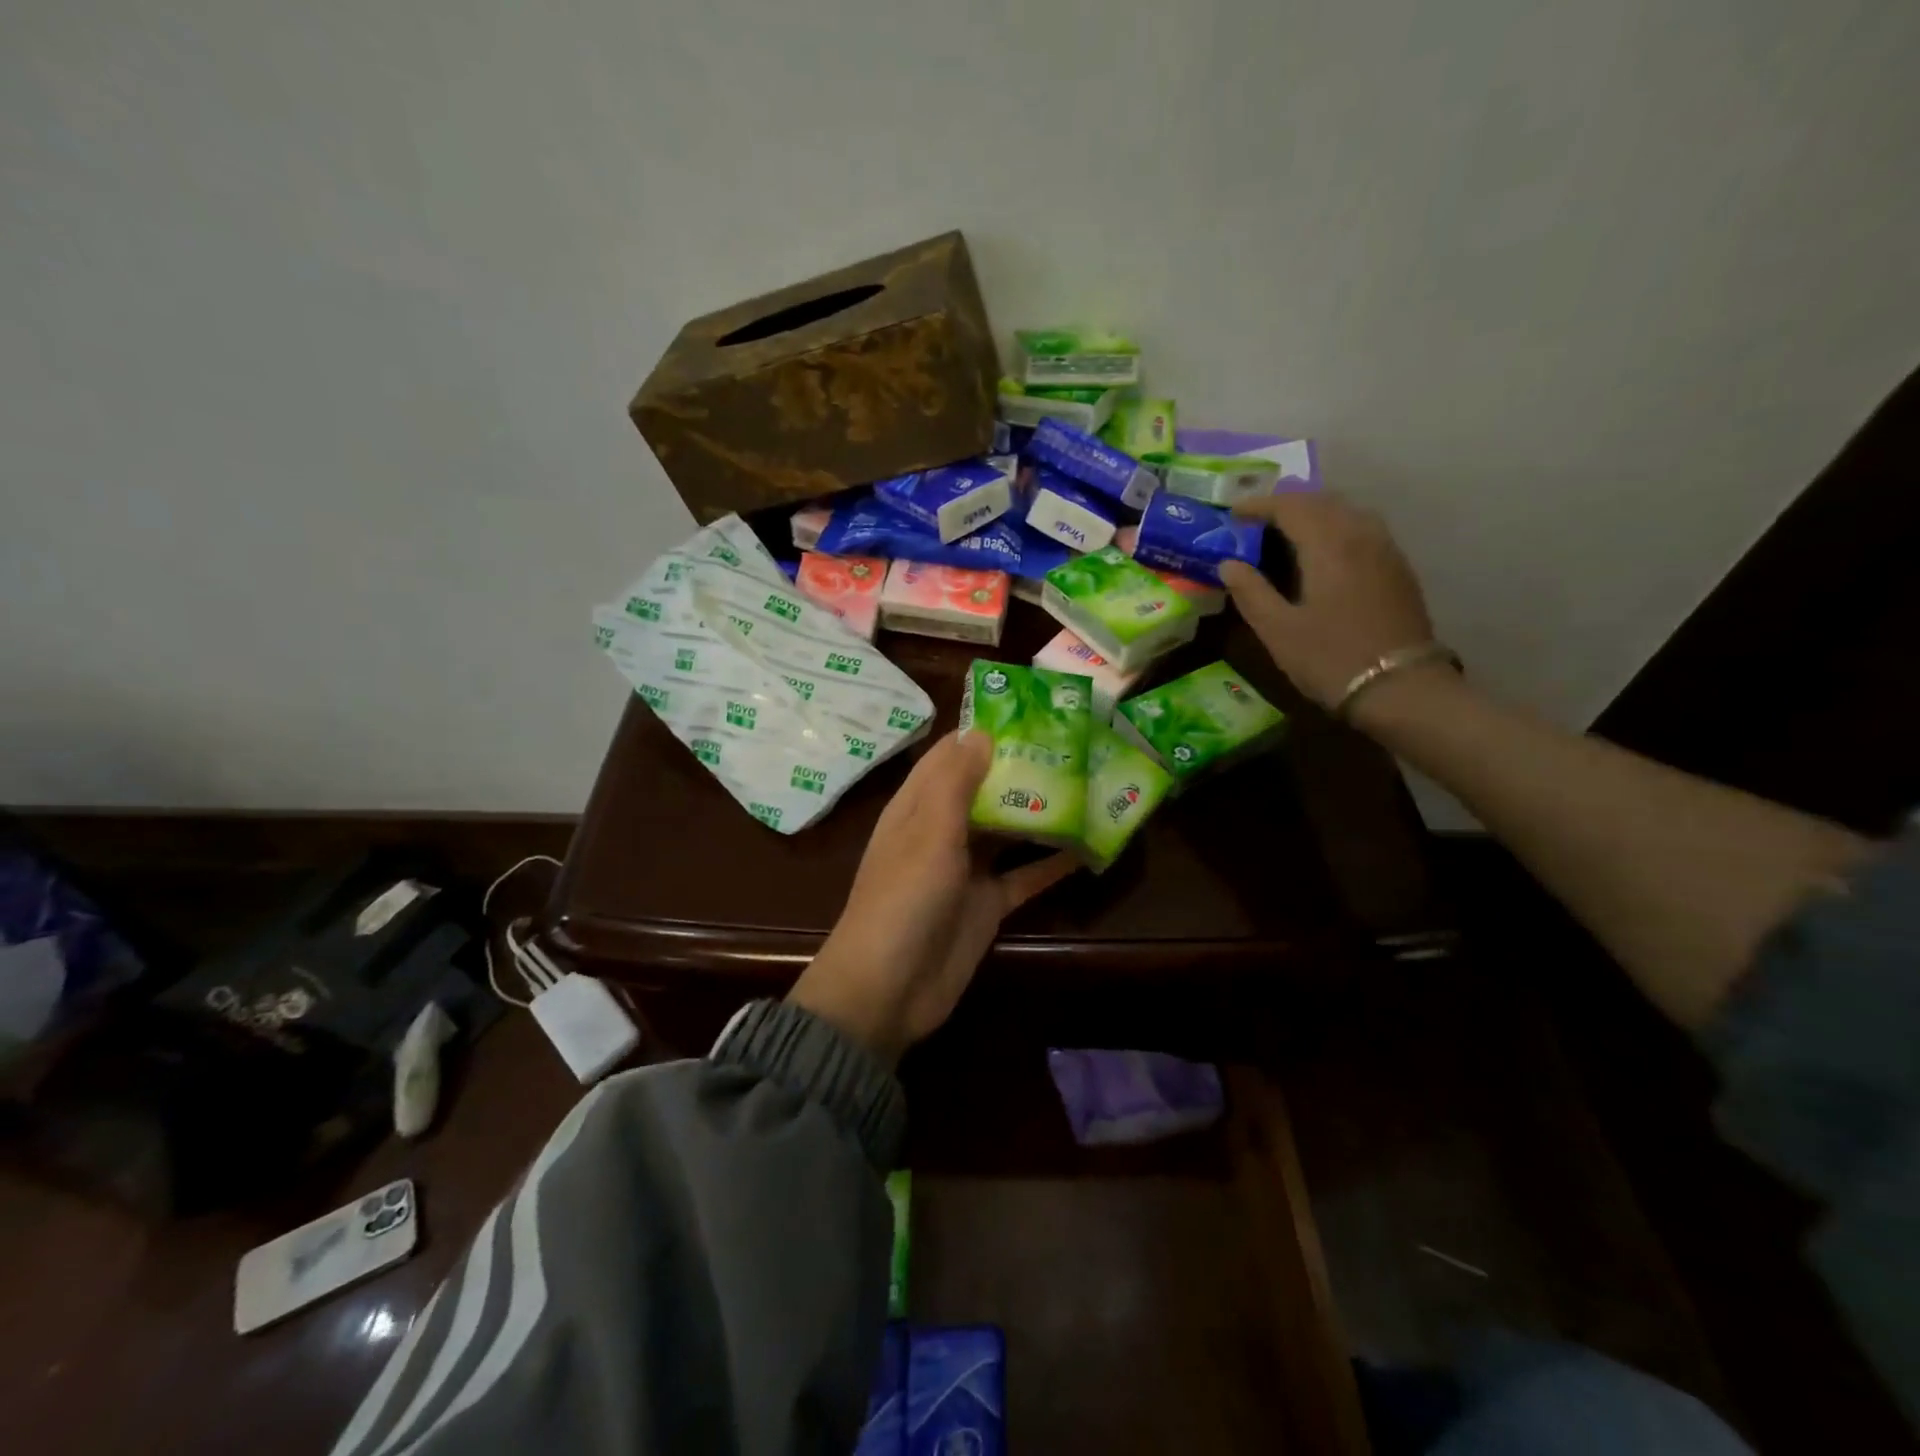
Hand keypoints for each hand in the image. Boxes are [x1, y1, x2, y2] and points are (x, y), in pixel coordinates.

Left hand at [788, 730, 1077, 1065]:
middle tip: (1075, 747)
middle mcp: (942, 831)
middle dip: (1022, 769)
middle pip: (984, 790)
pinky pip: (1025, 876)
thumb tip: (981, 732)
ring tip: (1089, 784)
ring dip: (1041, 812)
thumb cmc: (903, 898)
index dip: (984, 733)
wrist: (889, 989)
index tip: (1030, 714)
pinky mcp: (988, 904)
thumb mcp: (928, 832)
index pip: (950, 756)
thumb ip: (955, 783)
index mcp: (918, 806)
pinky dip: (1052, 862)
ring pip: (1008, 830)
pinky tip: (1089, 846)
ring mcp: (966, 869)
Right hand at [1218, 495, 1439, 714]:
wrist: (1400, 688)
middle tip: (1257, 520)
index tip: (1233, 513)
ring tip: (1288, 531)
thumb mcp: (1277, 630)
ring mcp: (1385, 550)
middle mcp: (1361, 535)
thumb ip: (1250, 591)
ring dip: (1315, 513)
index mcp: (1328, 545)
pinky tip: (1324, 552)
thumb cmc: (1330, 658)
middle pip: (1323, 501)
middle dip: (1287, 504)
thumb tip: (1228, 564)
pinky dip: (1336, 528)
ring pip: (1347, 512)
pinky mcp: (1397, 569)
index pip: (1290, 507)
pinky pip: (1364, 530)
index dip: (1259, 505)